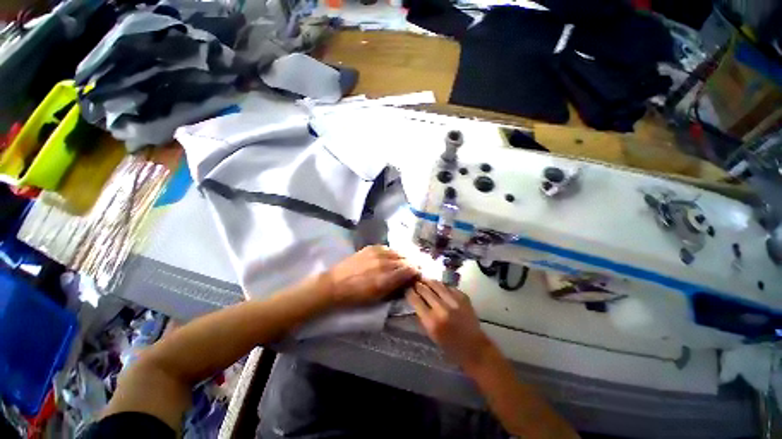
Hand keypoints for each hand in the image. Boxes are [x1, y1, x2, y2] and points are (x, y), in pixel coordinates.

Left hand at [324, 245, 418, 306]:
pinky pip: (388, 248)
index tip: (418, 274)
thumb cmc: (357, 296)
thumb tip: (408, 280)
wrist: (335, 284)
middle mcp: (384, 263)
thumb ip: (395, 287)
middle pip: (406, 260)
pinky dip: (393, 253)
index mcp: (386, 278)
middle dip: (412, 264)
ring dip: (404, 257)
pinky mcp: (371, 247)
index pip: (409, 270)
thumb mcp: (378, 297)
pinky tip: (393, 256)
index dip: (416, 272)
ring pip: (398, 252)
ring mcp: (377, 253)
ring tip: (405, 262)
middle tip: (414, 268)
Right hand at [406, 279, 493, 369]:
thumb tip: (415, 300)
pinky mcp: (463, 297)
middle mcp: (442, 309)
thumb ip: (422, 316)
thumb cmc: (449, 346)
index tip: (407, 289)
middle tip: (414, 282)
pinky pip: (449, 286)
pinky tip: (439, 286)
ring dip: (428, 281)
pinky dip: (442, 286)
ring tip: (424, 279)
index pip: (415, 300)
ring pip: (437, 284)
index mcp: (432, 321)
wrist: (474, 348)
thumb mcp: (430, 334)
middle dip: (417, 285)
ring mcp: (454, 301)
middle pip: (425, 290)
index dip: (409, 292)